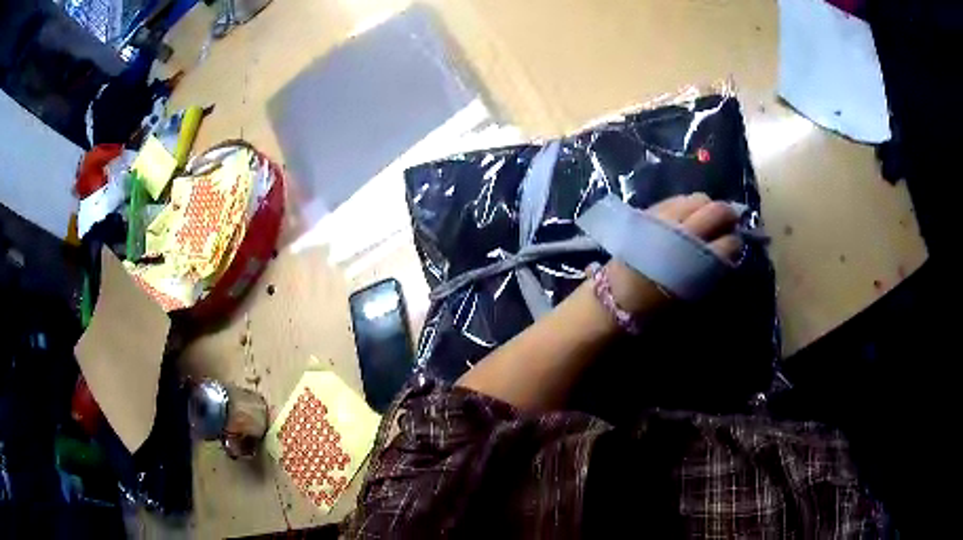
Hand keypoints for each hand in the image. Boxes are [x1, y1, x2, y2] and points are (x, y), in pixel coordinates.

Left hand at [604, 193, 742, 312]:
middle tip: (729, 224)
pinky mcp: (650, 212)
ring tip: (707, 218)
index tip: (735, 245)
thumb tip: (727, 252)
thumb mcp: (692, 295)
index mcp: (696, 261)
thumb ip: (712, 271)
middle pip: (717, 211)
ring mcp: (666, 218)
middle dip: (728, 215)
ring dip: (708, 206)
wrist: (616, 297)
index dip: (735, 243)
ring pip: (698, 198)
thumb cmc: (656, 305)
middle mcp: (684, 233)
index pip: (729, 242)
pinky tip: (688, 215)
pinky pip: (676, 199)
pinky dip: (687, 204)